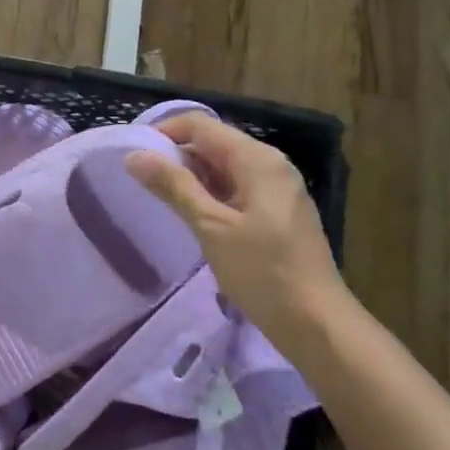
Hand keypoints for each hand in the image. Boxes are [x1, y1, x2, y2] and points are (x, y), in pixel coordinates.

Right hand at [126, 114, 348, 350]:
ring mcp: (276, 189)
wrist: (316, 323)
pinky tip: (190, 216)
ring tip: (157, 198)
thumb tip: (135, 156)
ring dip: (190, 177)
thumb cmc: (262, 272)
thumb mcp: (211, 227)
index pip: (200, 126)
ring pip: (223, 167)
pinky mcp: (276, 212)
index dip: (164, 132)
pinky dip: (209, 194)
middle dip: (175, 156)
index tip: (132, 156)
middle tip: (139, 181)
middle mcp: (270, 164)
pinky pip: (235, 188)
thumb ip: (174, 187)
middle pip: (213, 143)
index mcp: (257, 159)